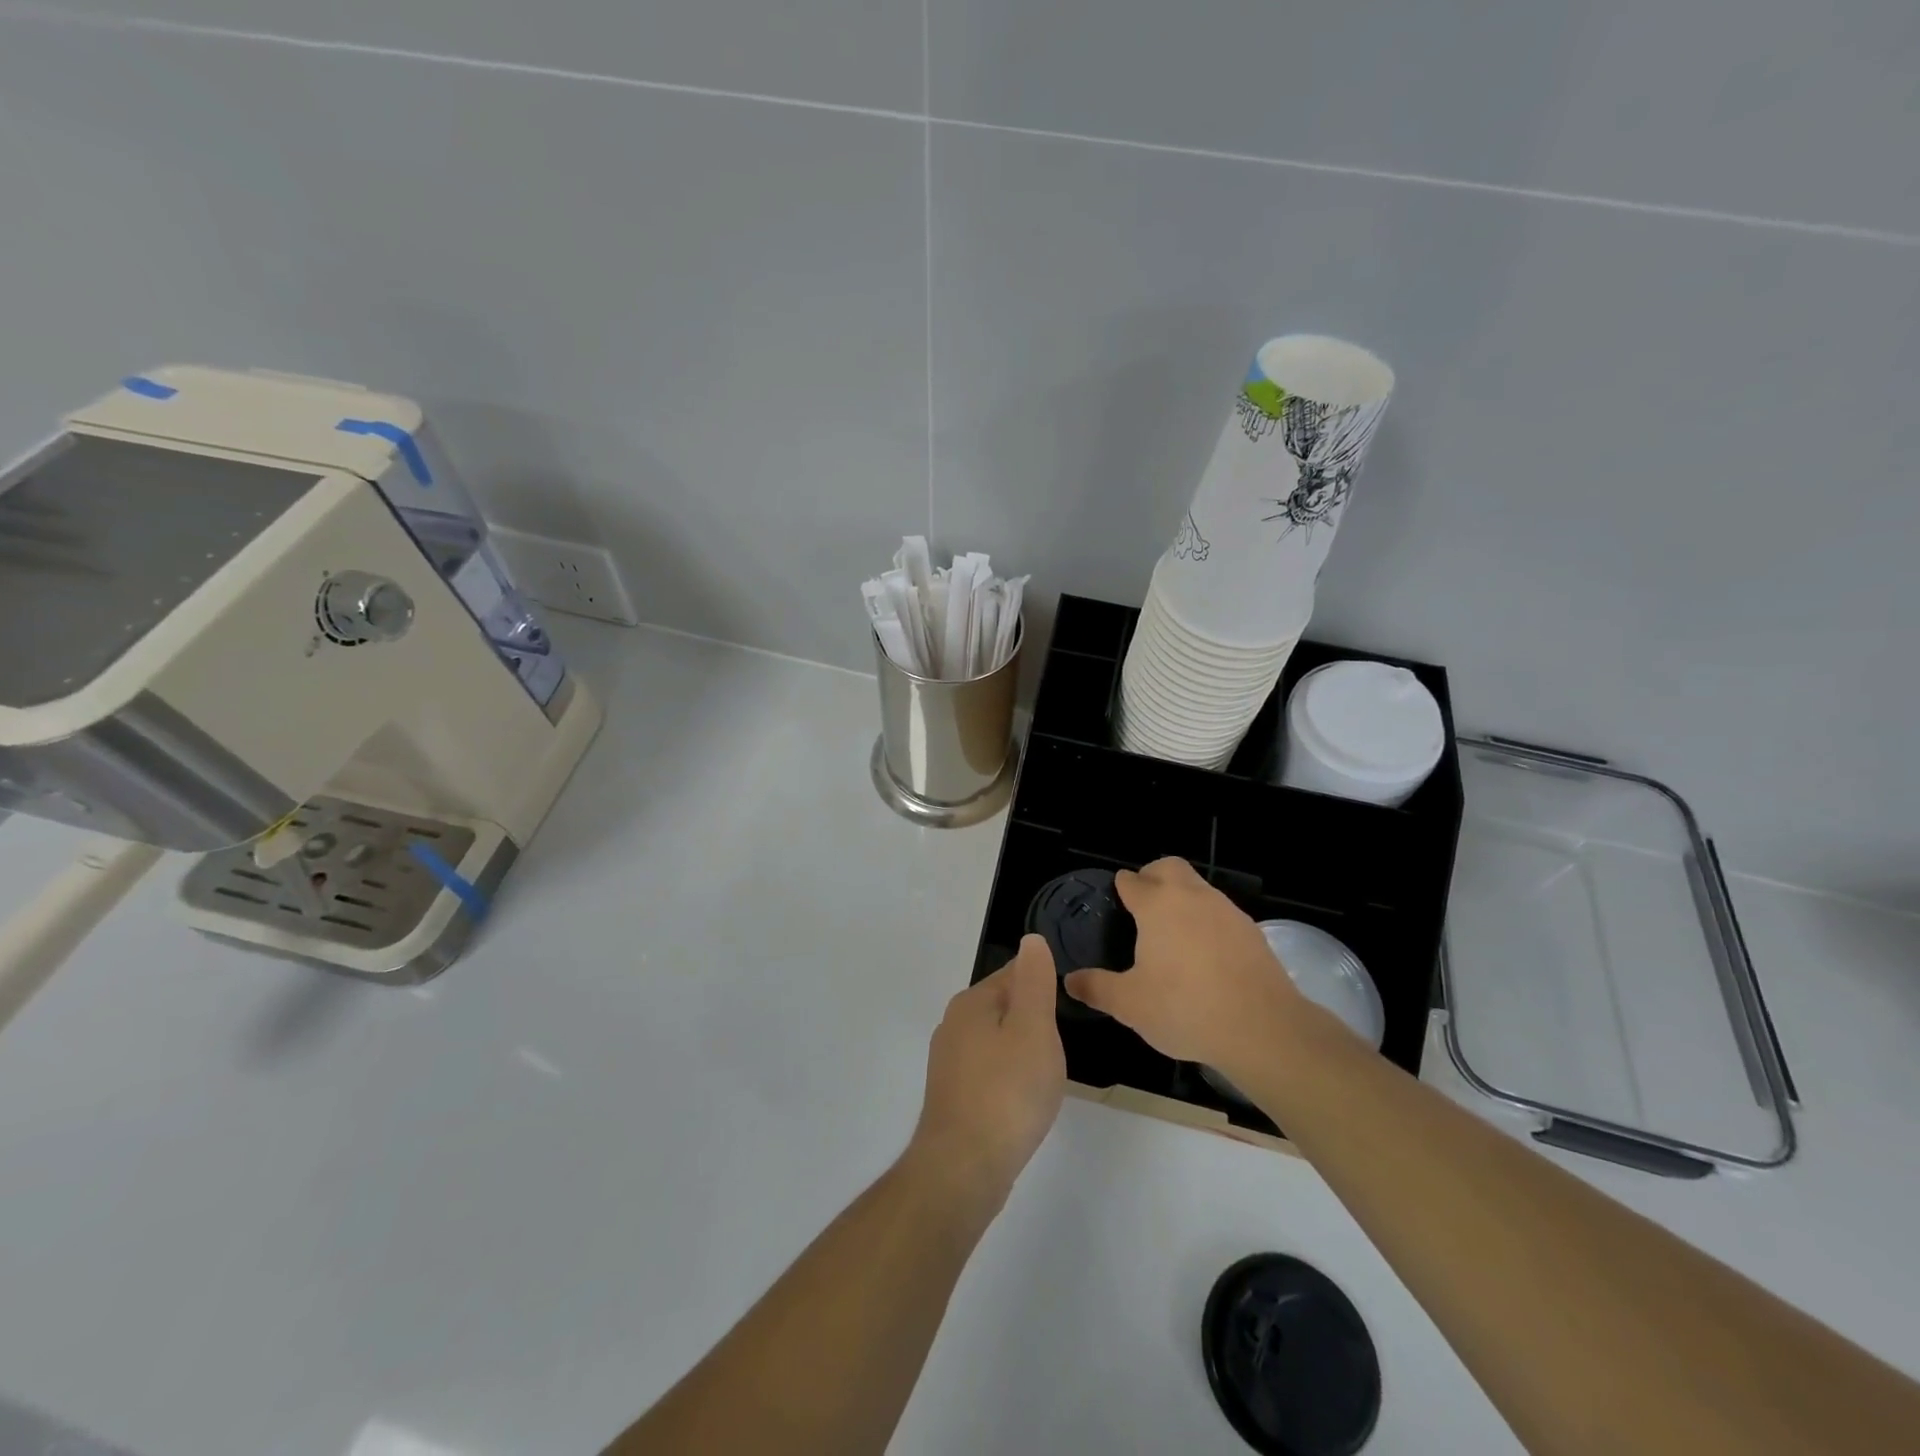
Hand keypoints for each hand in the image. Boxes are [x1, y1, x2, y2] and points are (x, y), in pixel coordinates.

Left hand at [907, 935, 1066, 1209]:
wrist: (964, 1167)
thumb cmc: (1007, 1092)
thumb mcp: (1033, 1029)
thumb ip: (1034, 982)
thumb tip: (1032, 941)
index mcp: (971, 1002)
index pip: (1013, 973)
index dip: (1043, 985)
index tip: (1066, 1006)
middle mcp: (953, 1024)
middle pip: (1003, 1006)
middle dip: (1033, 1019)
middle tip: (1060, 1045)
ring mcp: (949, 1062)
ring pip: (996, 1041)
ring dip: (1021, 1050)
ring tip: (1046, 1074)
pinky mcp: (952, 1095)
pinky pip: (988, 1072)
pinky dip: (1008, 1078)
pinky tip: (1023, 1100)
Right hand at [1064, 857, 1303, 1069]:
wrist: (1263, 1028)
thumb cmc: (1185, 1009)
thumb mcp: (1130, 1004)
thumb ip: (1097, 988)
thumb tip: (1069, 980)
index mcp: (1157, 905)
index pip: (1132, 881)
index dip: (1121, 888)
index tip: (1116, 902)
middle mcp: (1192, 897)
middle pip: (1169, 867)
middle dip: (1153, 876)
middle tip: (1143, 906)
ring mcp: (1226, 910)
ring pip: (1198, 888)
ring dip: (1183, 898)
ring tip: (1173, 934)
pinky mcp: (1251, 931)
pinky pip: (1221, 913)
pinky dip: (1208, 922)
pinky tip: (1206, 955)